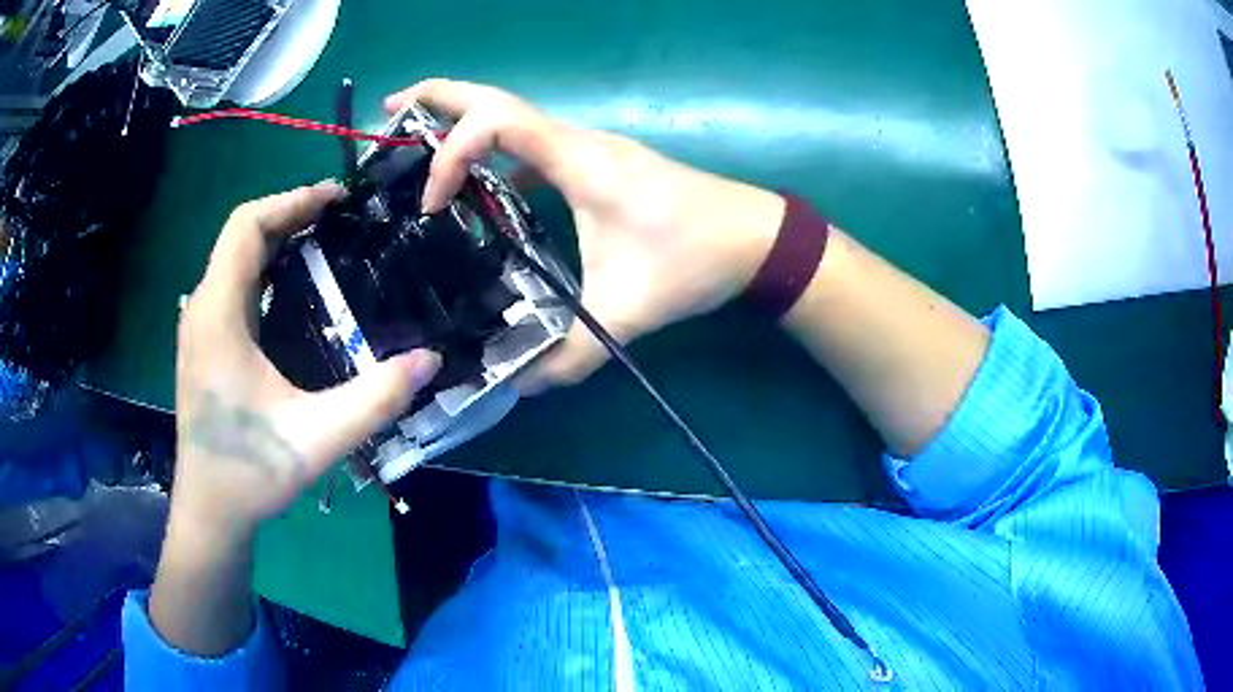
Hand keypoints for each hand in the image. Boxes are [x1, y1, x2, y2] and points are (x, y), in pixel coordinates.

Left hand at [173, 182, 440, 540]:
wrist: (211, 510)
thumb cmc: (251, 472)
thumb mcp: (318, 438)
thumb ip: (375, 399)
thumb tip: (430, 359)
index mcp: (218, 315)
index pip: (246, 226)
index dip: (291, 200)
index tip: (337, 200)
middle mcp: (202, 309)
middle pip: (241, 235)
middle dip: (290, 215)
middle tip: (342, 220)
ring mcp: (199, 328)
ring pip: (235, 259)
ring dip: (277, 241)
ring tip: (325, 245)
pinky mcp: (203, 345)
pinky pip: (233, 286)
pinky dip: (265, 270)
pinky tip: (295, 293)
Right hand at [385, 80, 785, 390]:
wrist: (755, 239)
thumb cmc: (695, 260)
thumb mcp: (627, 312)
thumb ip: (572, 357)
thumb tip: (520, 386)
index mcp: (578, 160)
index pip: (494, 123)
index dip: (449, 152)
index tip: (430, 203)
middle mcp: (578, 141)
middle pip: (496, 97)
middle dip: (438, 97)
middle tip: (390, 108)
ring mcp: (589, 148)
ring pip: (513, 116)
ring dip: (463, 121)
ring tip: (416, 142)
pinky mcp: (599, 163)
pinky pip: (532, 144)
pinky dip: (494, 151)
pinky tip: (479, 186)